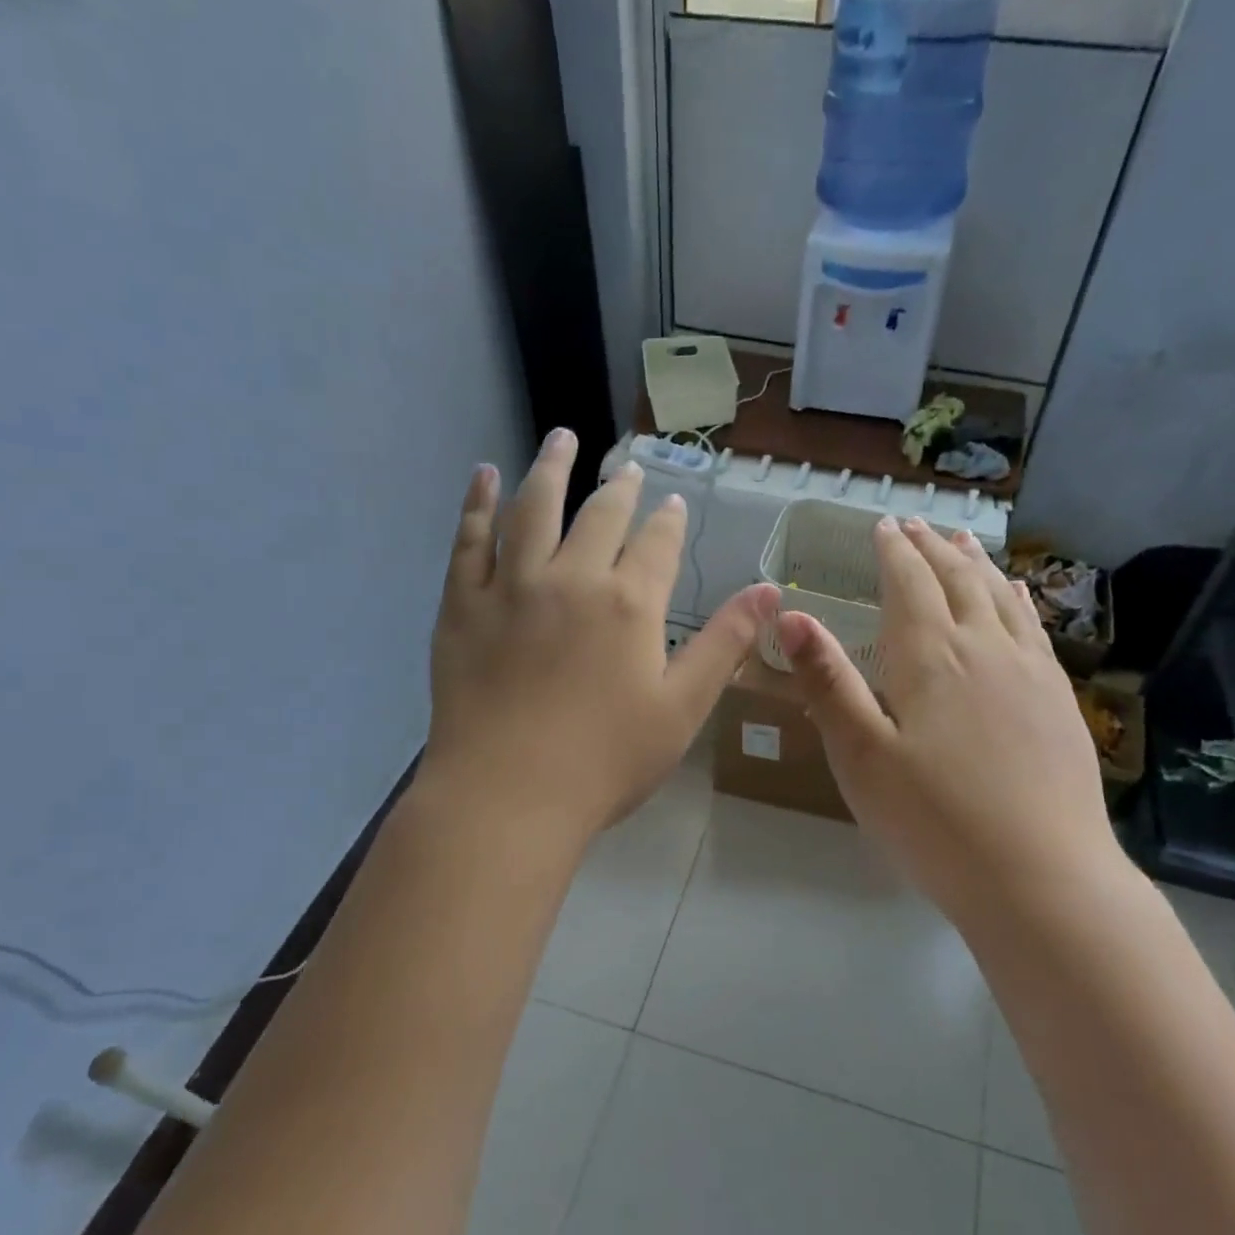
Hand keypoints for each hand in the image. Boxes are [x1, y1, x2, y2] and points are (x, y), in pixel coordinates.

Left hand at [422, 430, 777, 841]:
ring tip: (562, 438)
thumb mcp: (683, 708)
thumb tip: (771, 591)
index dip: (669, 522)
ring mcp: (511, 587)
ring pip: (534, 509)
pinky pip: (469, 541)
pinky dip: (478, 504)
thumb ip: (725, 644)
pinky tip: (484, 476)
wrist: (508, 796)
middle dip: (619, 488)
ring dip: (551, 468)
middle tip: (628, 467)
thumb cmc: (605, 761)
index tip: (674, 504)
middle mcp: (573, 579)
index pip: (657, 546)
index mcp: (630, 604)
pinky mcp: (463, 605)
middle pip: (600, 516)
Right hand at [778, 517, 1119, 935]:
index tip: (882, 526)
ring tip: (960, 542)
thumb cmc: (935, 822)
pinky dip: (1017, 600)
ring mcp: (1031, 672)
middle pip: (957, 580)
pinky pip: (1034, 628)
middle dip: (932, 548)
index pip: (910, 584)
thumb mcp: (862, 758)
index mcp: (931, 658)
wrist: (1041, 878)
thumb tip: (791, 617)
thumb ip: (828, 684)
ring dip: (975, 564)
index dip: (894, 551)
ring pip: (1000, 597)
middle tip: (915, 524)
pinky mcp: (1059, 701)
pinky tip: (1015, 595)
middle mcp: (984, 648)